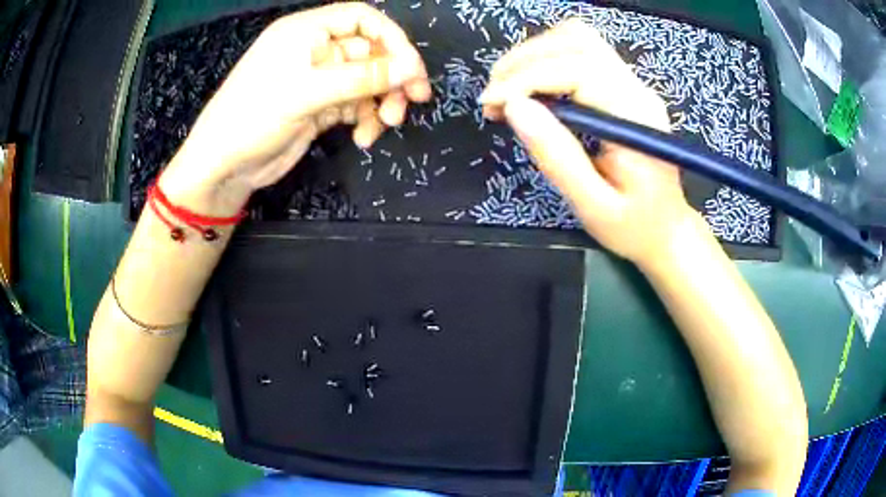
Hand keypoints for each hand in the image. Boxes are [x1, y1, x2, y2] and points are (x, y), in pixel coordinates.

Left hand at [160, 3, 431, 213]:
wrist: (223, 166)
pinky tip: (364, 137)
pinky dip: (365, 119)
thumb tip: (413, 69)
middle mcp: (315, 50)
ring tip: (385, 124)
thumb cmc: (254, 117)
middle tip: (414, 99)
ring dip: (381, 101)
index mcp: (306, 31)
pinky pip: (355, 105)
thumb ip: (362, 78)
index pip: (361, 19)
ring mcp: (318, 79)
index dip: (392, 37)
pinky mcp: (319, 106)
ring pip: (366, 81)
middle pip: (369, 51)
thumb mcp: (307, 92)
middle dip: (391, 76)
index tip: (412, 67)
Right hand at [480, 20, 700, 267]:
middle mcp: (637, 90)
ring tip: (506, 89)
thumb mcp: (593, 205)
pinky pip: (581, 53)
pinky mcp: (623, 87)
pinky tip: (530, 87)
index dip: (527, 78)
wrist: (667, 230)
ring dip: (534, 55)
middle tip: (493, 97)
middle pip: (577, 42)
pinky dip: (546, 60)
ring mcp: (632, 84)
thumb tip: (515, 108)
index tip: (492, 103)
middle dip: (525, 61)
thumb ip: (557, 157)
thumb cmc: (634, 226)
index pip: (578, 69)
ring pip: (578, 40)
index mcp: (635, 117)